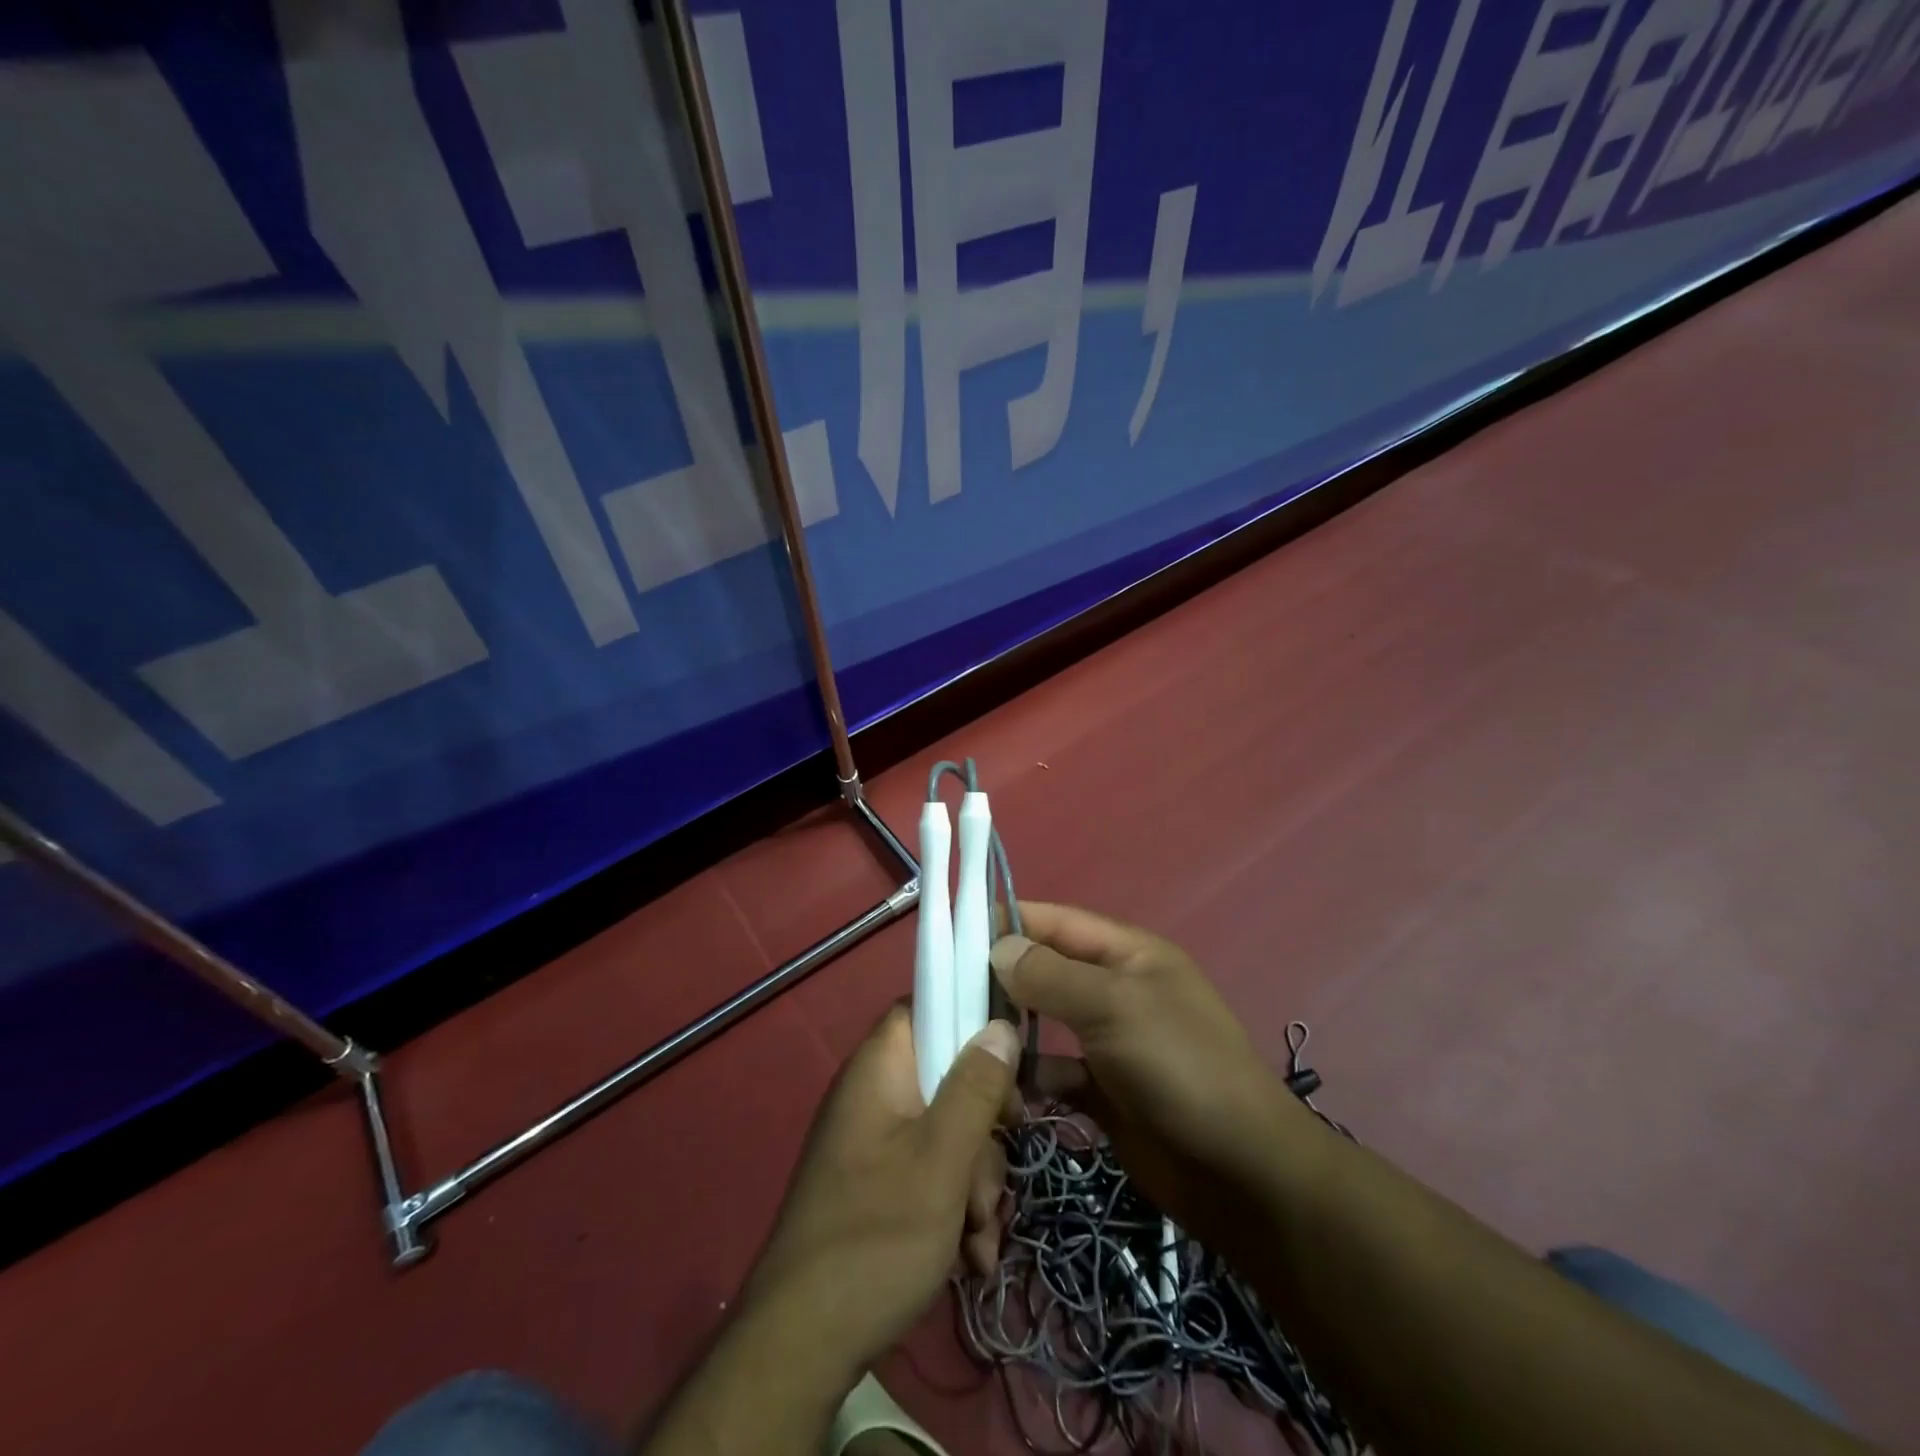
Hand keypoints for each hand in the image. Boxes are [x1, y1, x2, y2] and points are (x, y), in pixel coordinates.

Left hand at [740, 1007, 1020, 1378]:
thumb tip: (1001, 1025)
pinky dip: (956, 1207)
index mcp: (880, 1067)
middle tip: (993, 1178)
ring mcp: (876, 1142)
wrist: (802, 1346)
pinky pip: (931, 1171)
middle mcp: (876, 1094)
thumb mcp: (943, 1159)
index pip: (928, 1005)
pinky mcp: (879, 1185)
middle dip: (985, 1131)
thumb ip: (976, 1087)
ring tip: (980, 1236)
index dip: (973, 1023)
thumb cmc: (877, 1236)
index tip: (1011, 1068)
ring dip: (976, 1181)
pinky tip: (971, 1258)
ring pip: (948, 1131)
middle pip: (949, 1077)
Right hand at [990, 903, 1326, 1258]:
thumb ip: (1051, 975)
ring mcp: (1111, 1042)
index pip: (1058, 921)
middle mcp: (1116, 990)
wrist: (1239, 1172)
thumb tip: (998, 948)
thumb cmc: (1179, 1066)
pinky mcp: (1105, 1091)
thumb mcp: (1114, 1006)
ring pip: (1046, 1021)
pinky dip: (1032, 1077)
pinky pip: (1056, 1072)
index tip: (955, 929)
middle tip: (947, 988)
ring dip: (1011, 1028)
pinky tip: (1006, 1089)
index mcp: (1128, 954)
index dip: (1010, 918)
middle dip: (1002, 975)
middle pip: (1047, 970)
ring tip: (964, 1037)